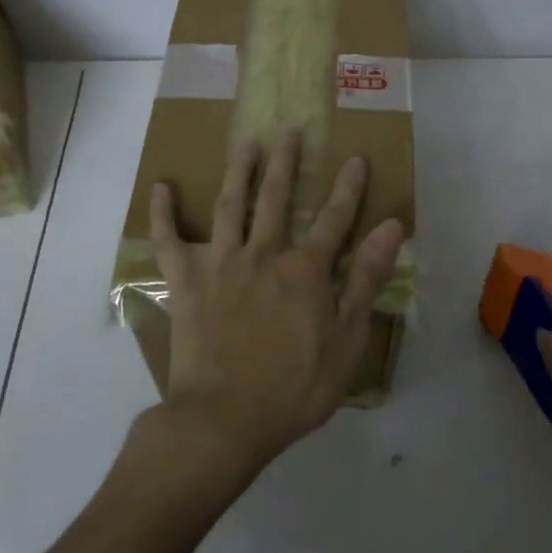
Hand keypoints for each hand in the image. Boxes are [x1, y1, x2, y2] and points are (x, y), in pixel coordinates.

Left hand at [149, 128, 404, 474]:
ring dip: (238, 171)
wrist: (224, 421)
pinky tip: (161, 188)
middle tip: (290, 130)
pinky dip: (163, 215)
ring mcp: (221, 267)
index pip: (334, 218)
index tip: (356, 158)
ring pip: (229, 207)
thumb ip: (366, 280)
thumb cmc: (295, 389)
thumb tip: (391, 227)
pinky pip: (169, 244)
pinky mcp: (186, 286)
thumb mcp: (347, 340)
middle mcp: (263, 255)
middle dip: (285, 162)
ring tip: (244, 143)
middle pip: (275, 198)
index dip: (348, 187)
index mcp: (306, 271)